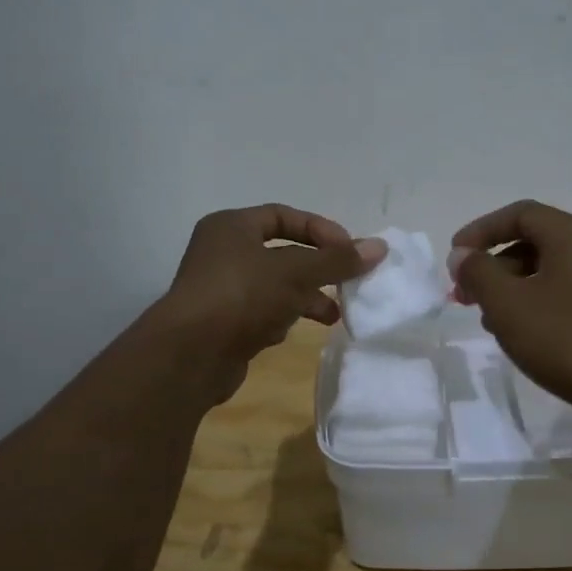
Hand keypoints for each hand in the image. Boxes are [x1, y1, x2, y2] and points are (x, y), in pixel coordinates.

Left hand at [156, 205, 384, 400]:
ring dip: (307, 297)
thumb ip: (337, 260)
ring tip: (335, 315)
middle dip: (318, 269)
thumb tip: (380, 247)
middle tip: (347, 282)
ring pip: (275, 286)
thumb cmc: (242, 297)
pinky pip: (262, 312)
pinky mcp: (224, 323)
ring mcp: (221, 290)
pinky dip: (284, 317)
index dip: (320, 230)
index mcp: (232, 227)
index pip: (284, 216)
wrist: (192, 354)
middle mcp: (223, 253)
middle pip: (282, 253)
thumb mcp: (295, 272)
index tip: (349, 250)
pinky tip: (296, 331)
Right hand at [450, 200, 571, 421]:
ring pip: (547, 271)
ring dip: (511, 288)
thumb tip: (462, 255)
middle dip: (492, 266)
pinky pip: (564, 293)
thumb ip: (478, 273)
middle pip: (533, 241)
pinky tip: (520, 335)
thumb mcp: (508, 305)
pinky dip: (535, 303)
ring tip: (487, 320)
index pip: (519, 214)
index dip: (480, 231)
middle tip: (464, 296)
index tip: (454, 259)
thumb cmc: (566, 341)